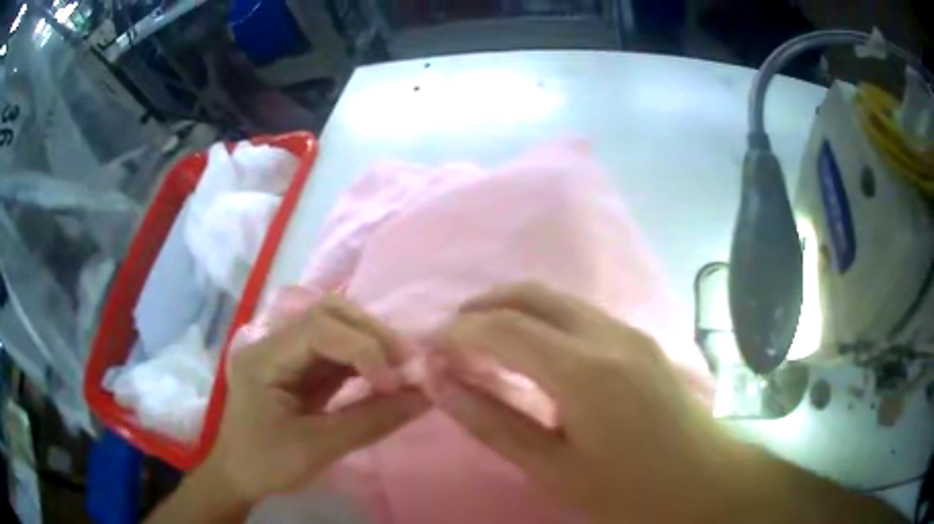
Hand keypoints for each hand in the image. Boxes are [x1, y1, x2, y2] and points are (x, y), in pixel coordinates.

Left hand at [207, 295, 428, 504]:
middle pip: (325, 314)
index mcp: (264, 358)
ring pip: (333, 328)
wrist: (239, 477)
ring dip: (370, 343)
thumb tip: (424, 398)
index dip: (361, 348)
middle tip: (405, 361)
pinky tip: (383, 376)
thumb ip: (372, 421)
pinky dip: (363, 361)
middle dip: (369, 333)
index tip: (392, 382)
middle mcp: (273, 344)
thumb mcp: (318, 448)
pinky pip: (335, 353)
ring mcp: (286, 354)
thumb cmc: (267, 464)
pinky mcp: (299, 368)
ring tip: (401, 367)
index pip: (317, 329)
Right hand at [430, 283, 754, 522]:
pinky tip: (529, 351)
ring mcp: (627, 330)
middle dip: (479, 307)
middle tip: (450, 339)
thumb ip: (491, 422)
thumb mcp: (553, 469)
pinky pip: (576, 312)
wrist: (705, 480)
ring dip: (510, 309)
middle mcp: (607, 333)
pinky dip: (539, 319)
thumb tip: (440, 383)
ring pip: (554, 297)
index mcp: (584, 371)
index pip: (502, 327)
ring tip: (481, 344)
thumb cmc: (628, 490)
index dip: (457, 332)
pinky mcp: (638, 338)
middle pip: (528, 293)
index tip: (428, 350)